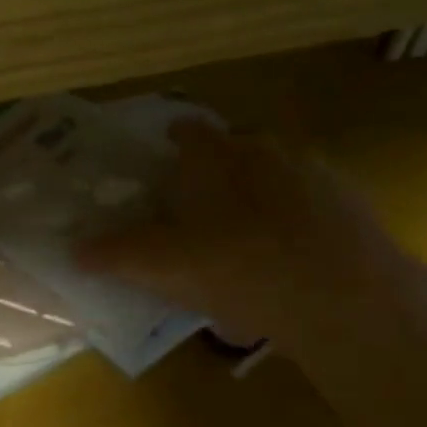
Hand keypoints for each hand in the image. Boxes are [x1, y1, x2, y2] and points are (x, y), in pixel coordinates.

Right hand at [76, 121, 402, 347]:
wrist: (341, 295)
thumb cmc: (236, 267)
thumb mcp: (161, 266)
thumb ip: (114, 254)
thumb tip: (74, 250)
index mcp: (215, 155)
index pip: (187, 130)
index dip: (172, 140)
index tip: (163, 157)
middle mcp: (265, 150)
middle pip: (234, 149)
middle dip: (216, 171)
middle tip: (198, 207)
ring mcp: (314, 174)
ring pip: (275, 175)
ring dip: (258, 195)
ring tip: (243, 239)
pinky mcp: (351, 205)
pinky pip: (310, 205)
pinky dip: (295, 223)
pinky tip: (287, 262)